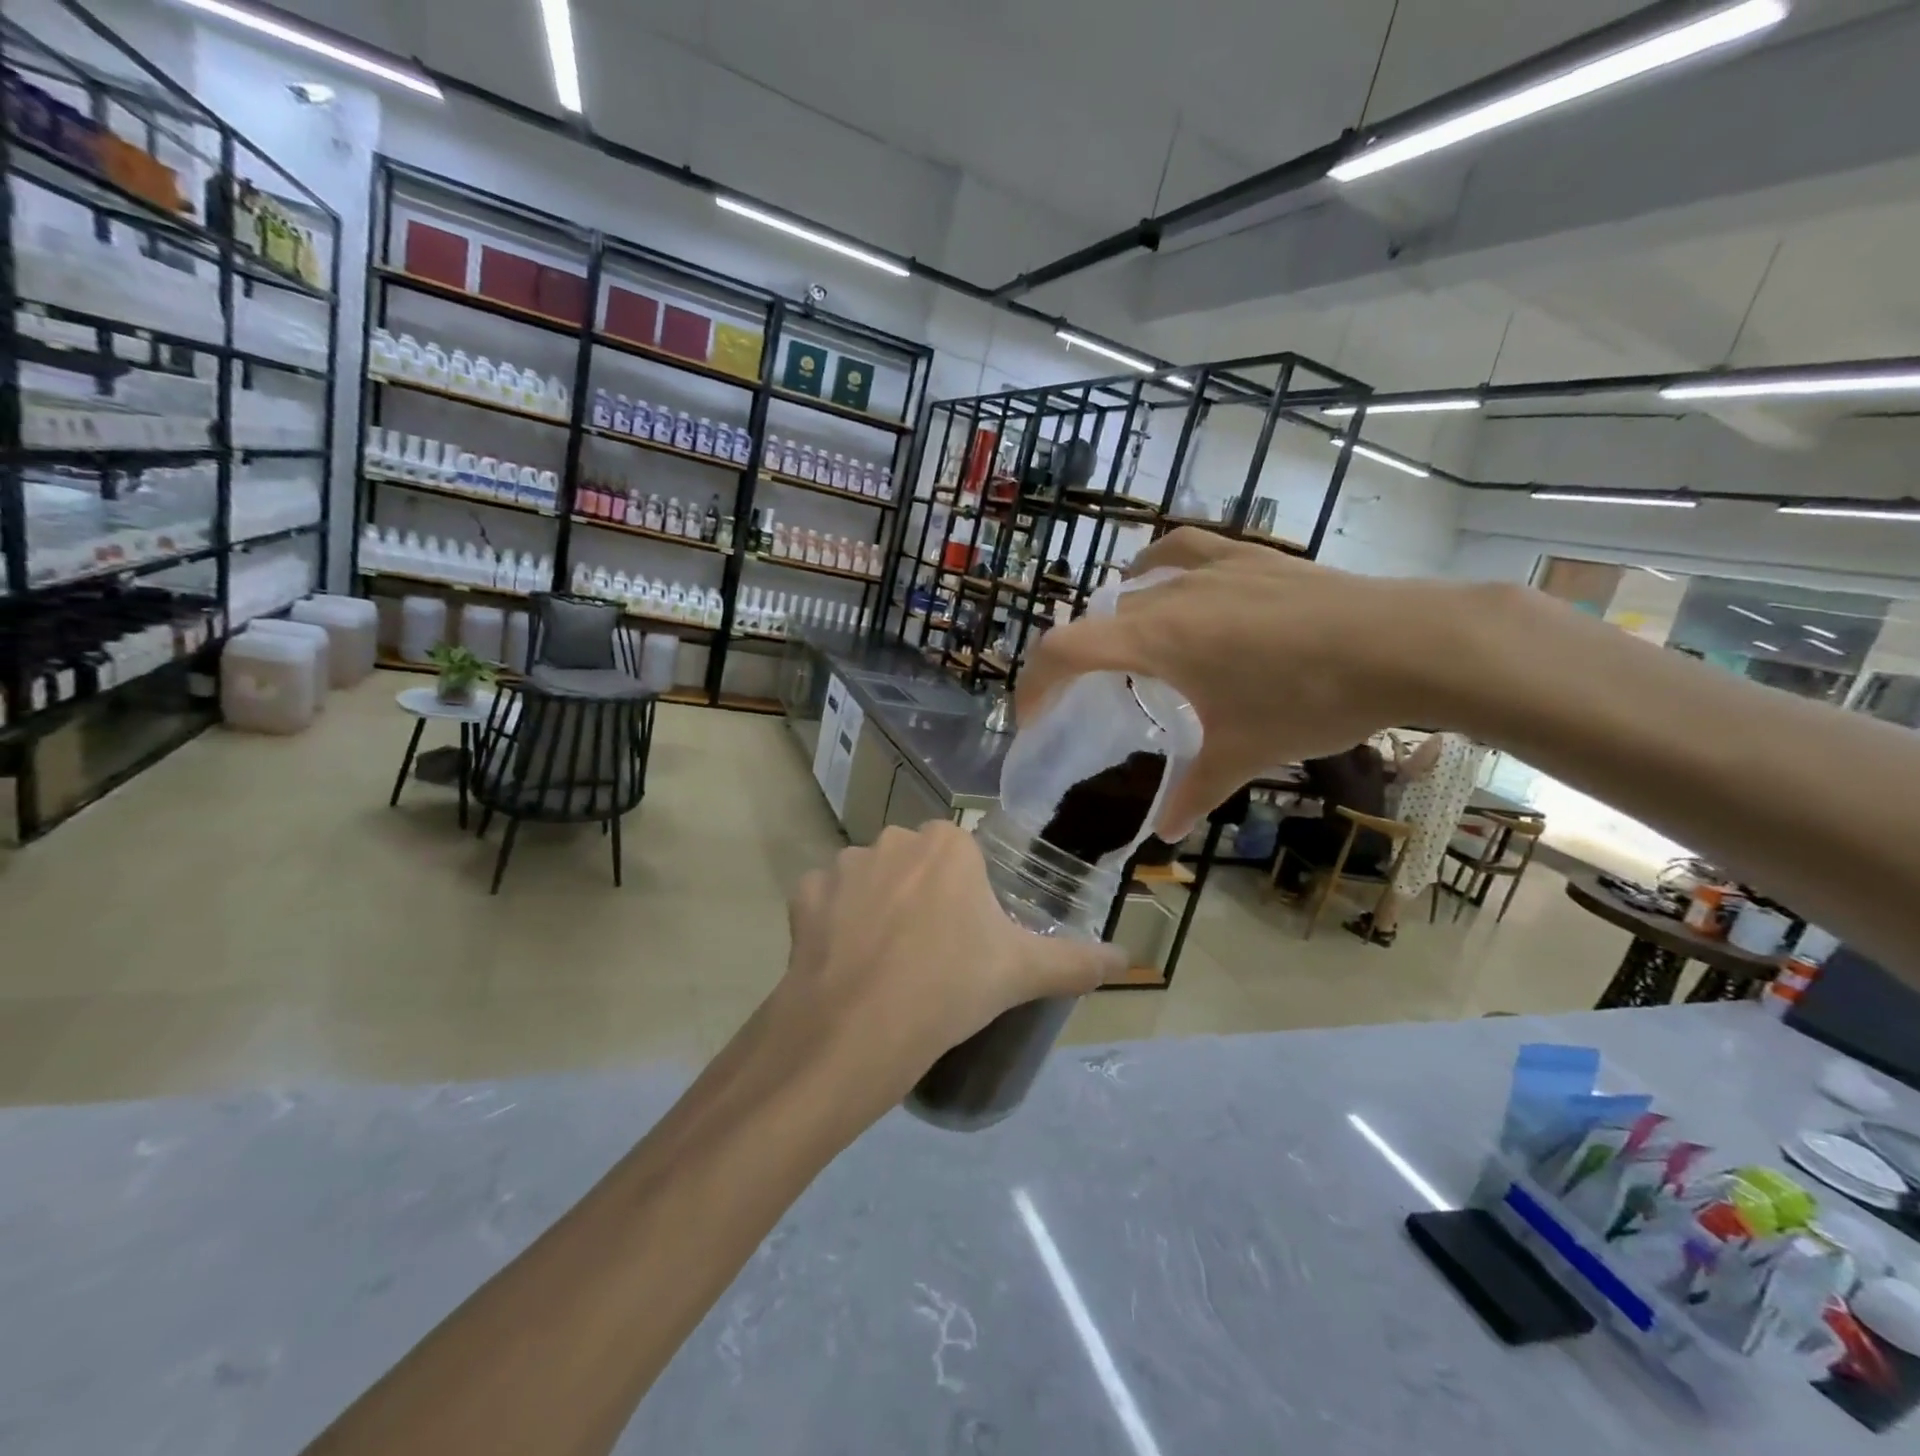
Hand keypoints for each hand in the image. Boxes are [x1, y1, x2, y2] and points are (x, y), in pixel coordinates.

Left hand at [773, 823, 1123, 1122]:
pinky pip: (826, 901)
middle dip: (922, 898)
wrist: (857, 1029)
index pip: (962, 860)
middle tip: (931, 955)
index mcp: (948, 844)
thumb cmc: (950, 987)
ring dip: (877, 909)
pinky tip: (844, 961)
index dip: (965, 900)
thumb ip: (1076, 961)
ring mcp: (844, 864)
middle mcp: (894, 839)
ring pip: (870, 881)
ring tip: (885, 964)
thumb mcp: (1022, 973)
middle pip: (916, 866)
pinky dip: (833, 923)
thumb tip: (1129, 961)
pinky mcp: (804, 894)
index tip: (966, 940)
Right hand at [1019, 529, 1457, 838]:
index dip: (1034, 684)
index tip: (1031, 718)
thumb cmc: (1310, 699)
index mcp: (1155, 640)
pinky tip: (1167, 581)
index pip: (1064, 650)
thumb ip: (1195, 791)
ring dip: (1116, 616)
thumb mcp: (1246, 753)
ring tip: (1125, 646)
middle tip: (1089, 701)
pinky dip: (1159, 567)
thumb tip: (1166, 834)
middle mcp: (1169, 594)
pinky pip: (1182, 552)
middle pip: (1097, 621)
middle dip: (1078, 662)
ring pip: (1137, 583)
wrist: (1404, 643)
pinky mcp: (1250, 557)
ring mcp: (1211, 568)